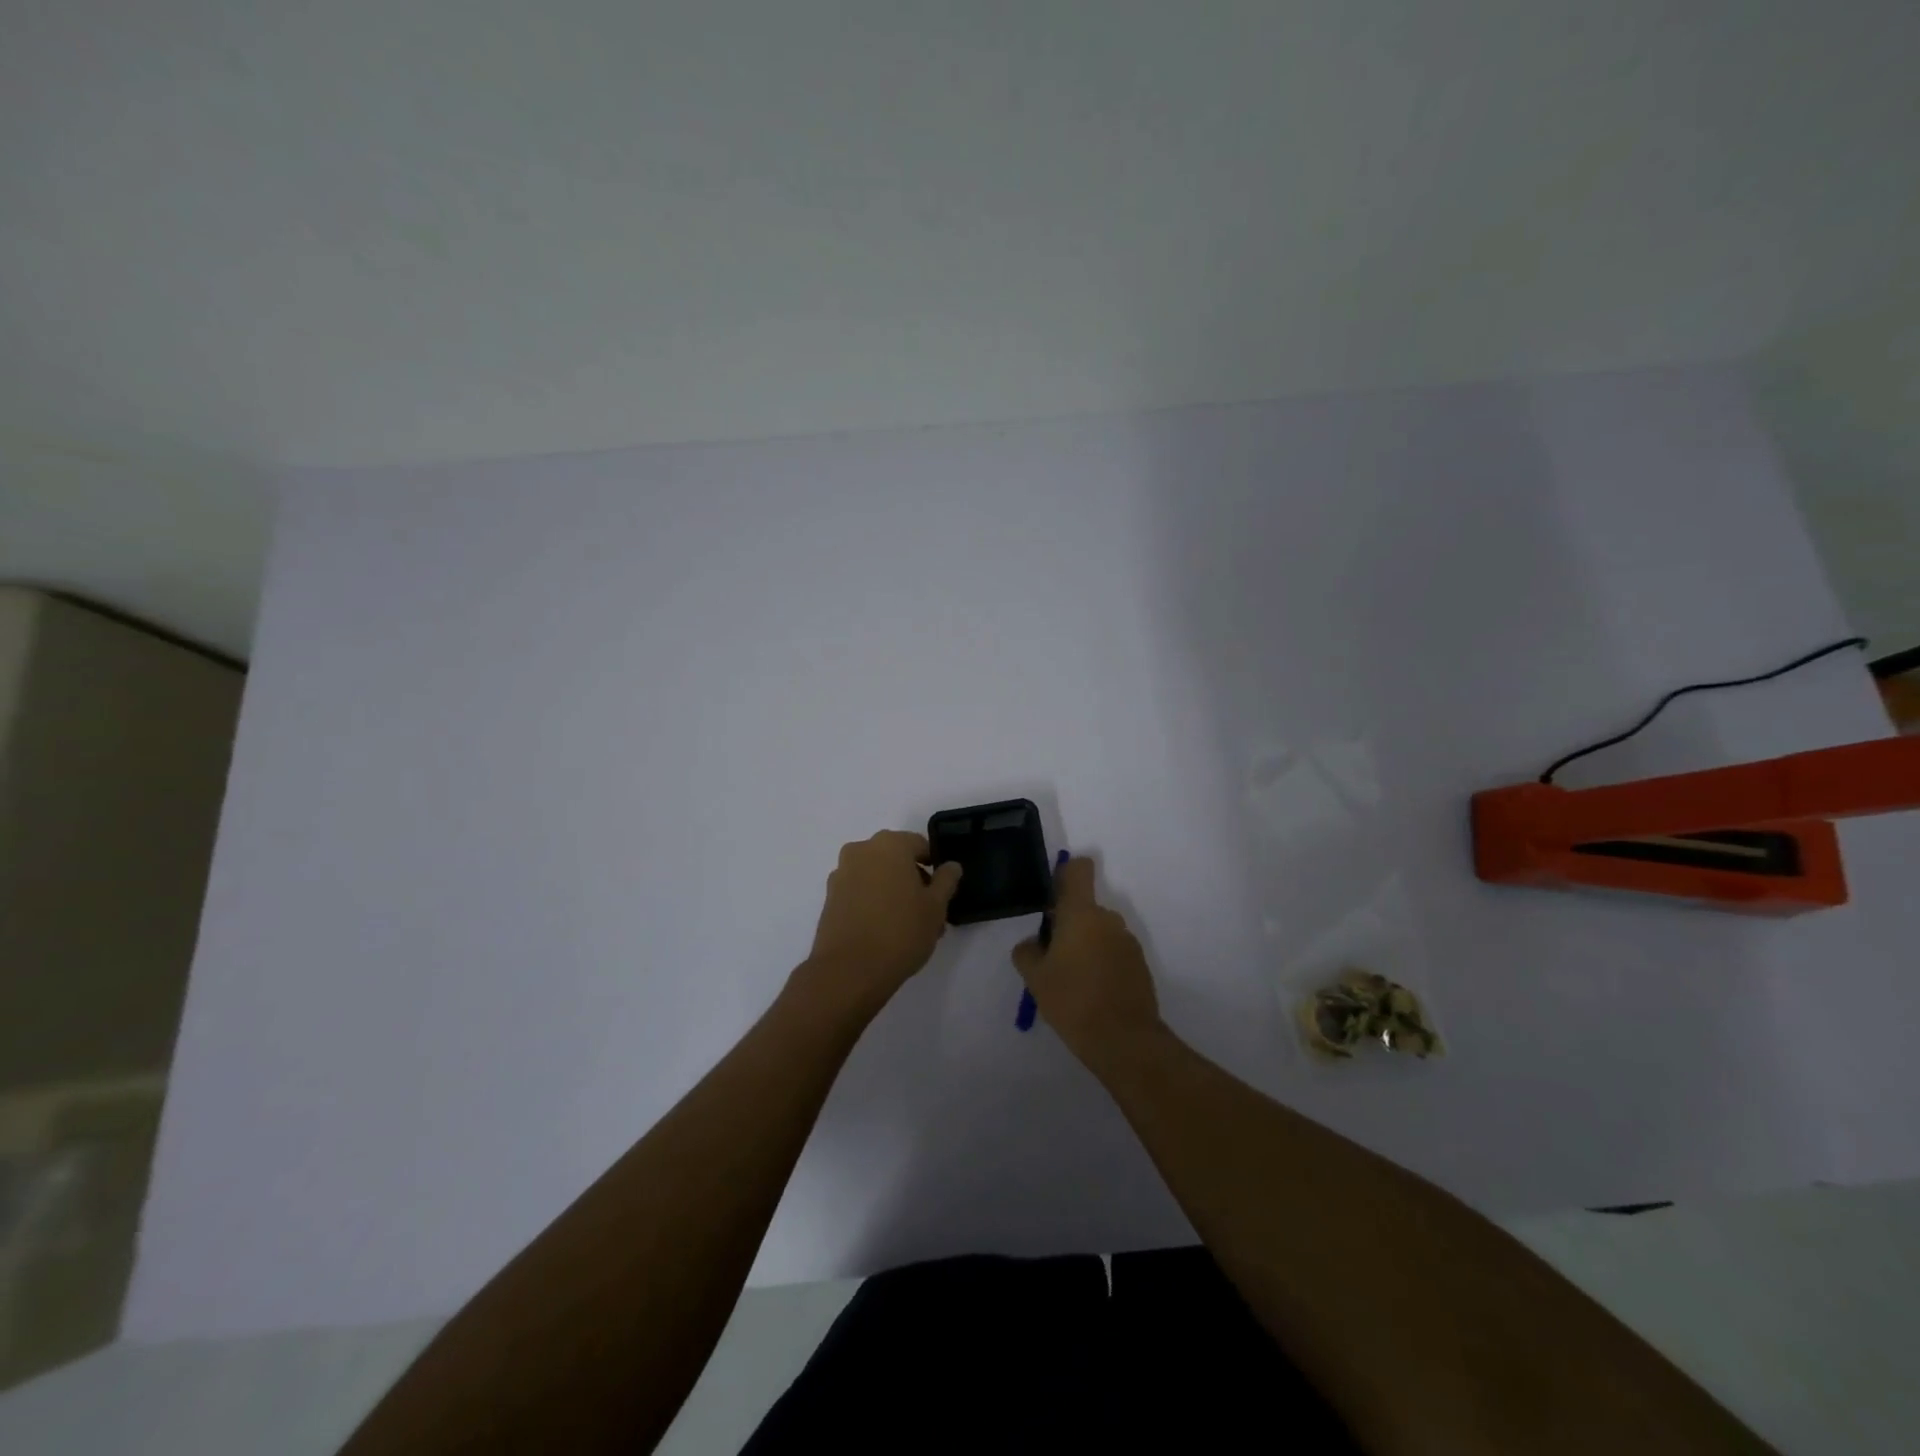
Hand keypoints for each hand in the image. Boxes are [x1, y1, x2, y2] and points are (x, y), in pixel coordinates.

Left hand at [800, 830, 961, 1014]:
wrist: (849, 970)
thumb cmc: (900, 932)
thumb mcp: (936, 907)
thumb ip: (946, 881)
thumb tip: (951, 866)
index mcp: (889, 845)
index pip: (919, 845)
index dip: (934, 865)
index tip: (941, 889)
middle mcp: (861, 850)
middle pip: (895, 859)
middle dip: (913, 880)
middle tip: (928, 910)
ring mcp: (841, 874)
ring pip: (876, 876)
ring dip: (893, 892)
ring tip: (908, 926)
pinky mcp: (829, 898)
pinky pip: (859, 891)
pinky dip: (873, 902)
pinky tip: (884, 930)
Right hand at [1012, 856, 1162, 1068]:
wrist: (1124, 1040)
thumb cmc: (1072, 1000)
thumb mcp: (1034, 977)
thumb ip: (1027, 951)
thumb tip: (1034, 943)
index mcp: (1081, 913)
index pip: (1079, 870)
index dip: (1065, 873)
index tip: (1052, 897)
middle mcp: (1108, 919)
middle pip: (1084, 907)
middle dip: (1068, 924)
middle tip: (1051, 957)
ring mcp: (1128, 942)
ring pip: (1099, 932)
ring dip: (1085, 945)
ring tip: (1071, 981)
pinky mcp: (1140, 965)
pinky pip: (1113, 952)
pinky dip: (1101, 963)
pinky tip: (1090, 993)